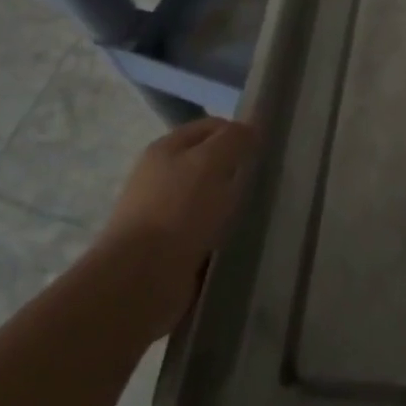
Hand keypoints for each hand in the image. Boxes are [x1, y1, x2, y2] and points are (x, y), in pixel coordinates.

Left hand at [98, 116, 258, 339]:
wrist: (139, 279)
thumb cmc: (178, 210)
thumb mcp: (212, 161)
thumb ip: (235, 138)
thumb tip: (250, 129)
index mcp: (166, 149)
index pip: (211, 126)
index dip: (239, 132)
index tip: (265, 150)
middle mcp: (160, 176)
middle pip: (209, 162)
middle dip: (236, 169)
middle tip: (264, 181)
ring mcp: (162, 213)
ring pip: (209, 197)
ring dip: (230, 203)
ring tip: (256, 211)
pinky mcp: (168, 247)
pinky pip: (204, 229)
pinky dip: (221, 232)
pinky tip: (238, 238)